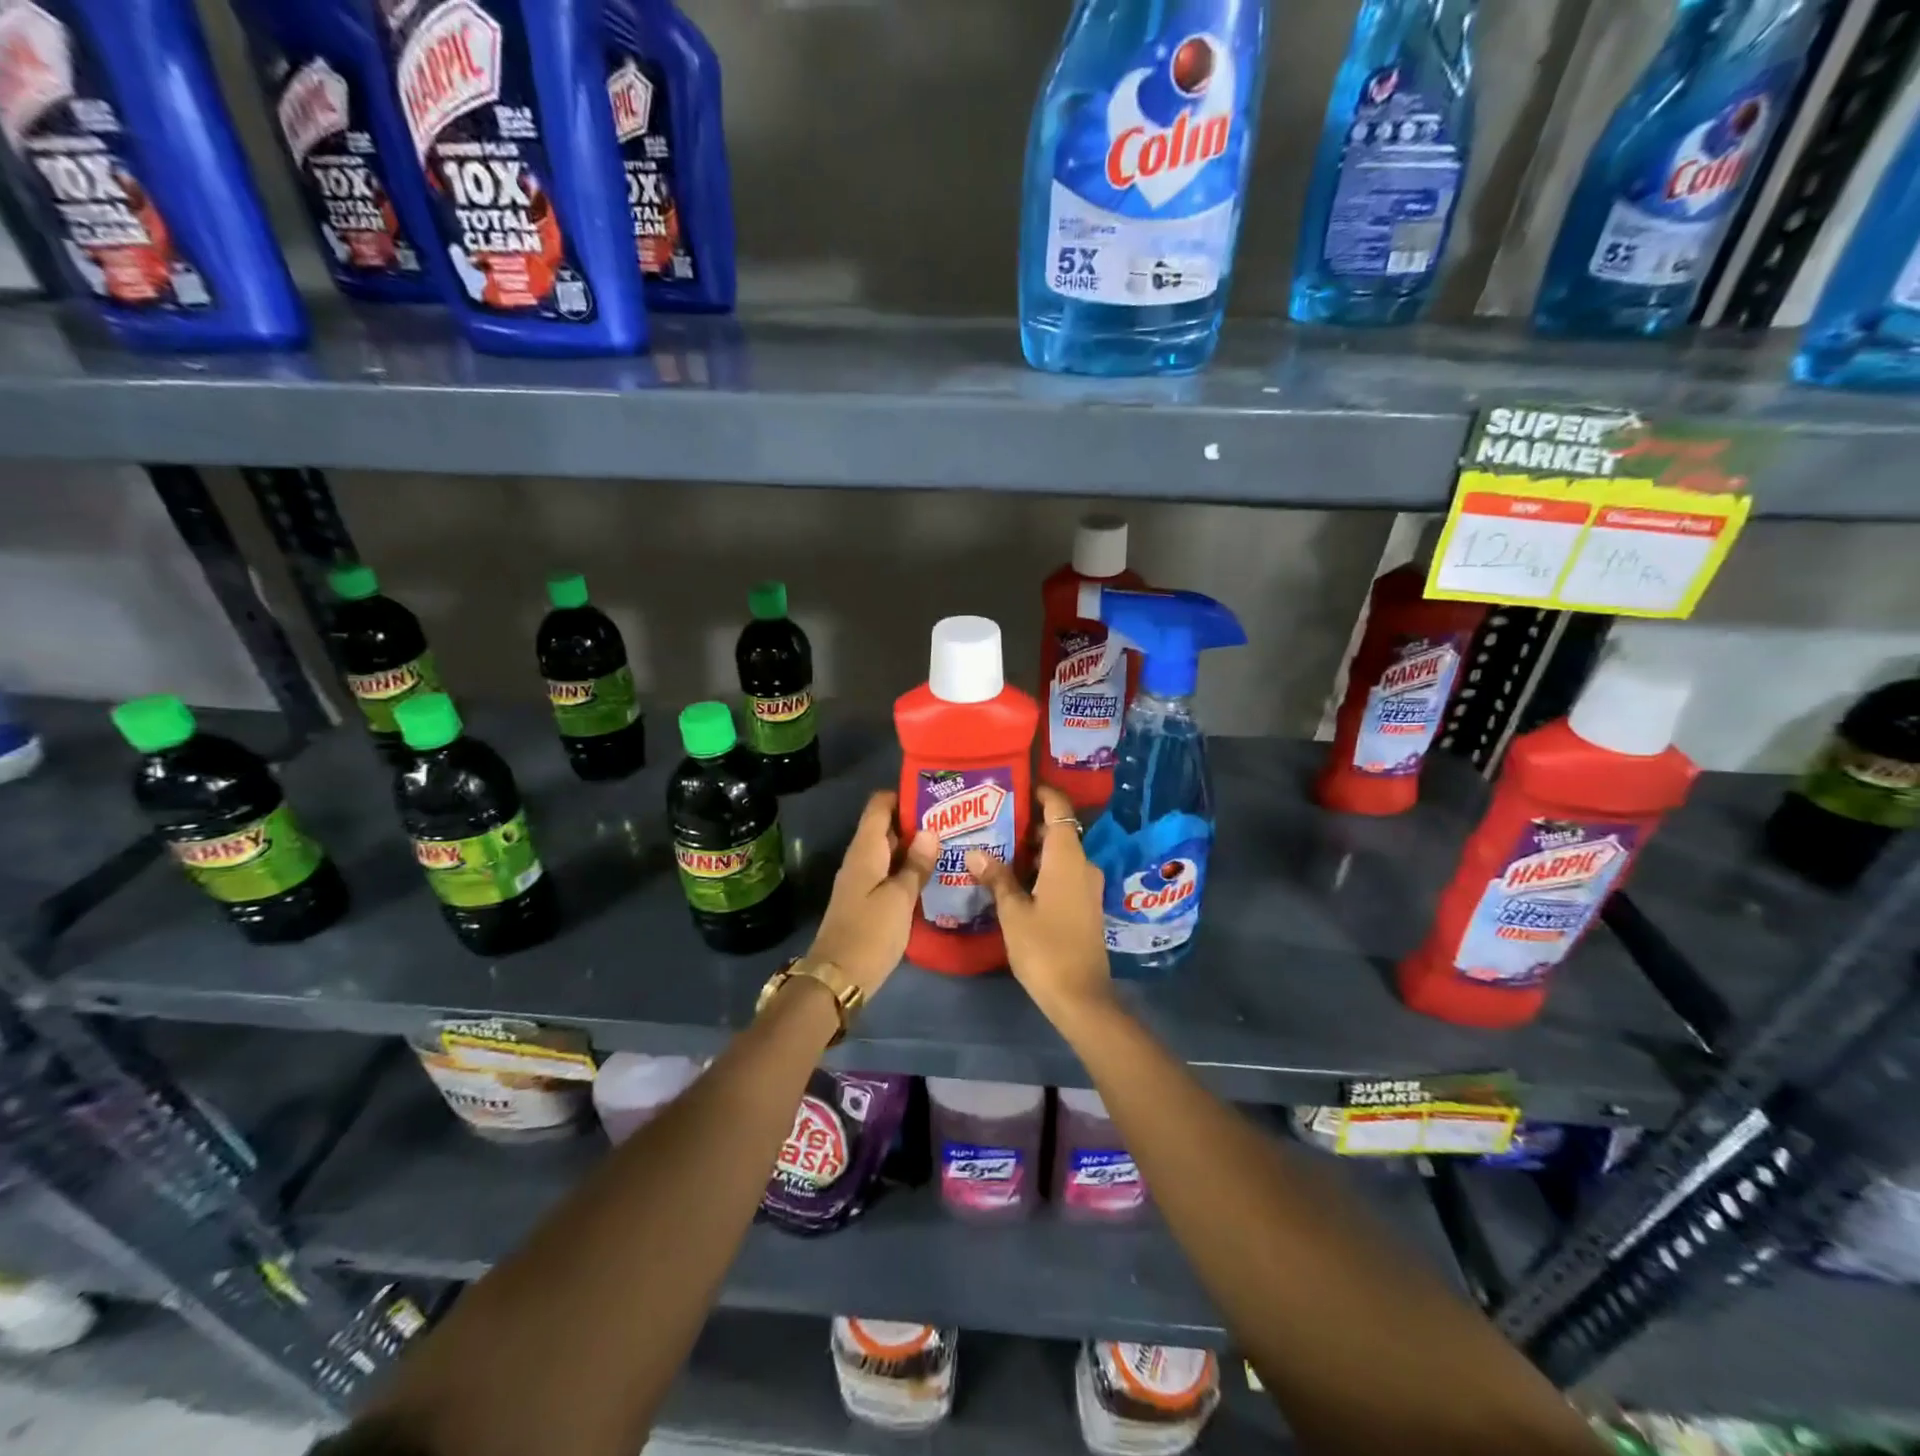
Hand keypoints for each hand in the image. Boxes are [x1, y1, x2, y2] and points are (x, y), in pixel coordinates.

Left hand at [807, 791, 937, 999]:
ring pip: (889, 852)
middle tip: (953, 821)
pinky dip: (908, 869)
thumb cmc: (870, 933)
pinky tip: (932, 875)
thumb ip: (916, 864)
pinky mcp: (866, 900)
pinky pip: (888, 873)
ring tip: (950, 844)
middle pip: (886, 827)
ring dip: (915, 847)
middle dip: (916, 821)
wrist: (837, 979)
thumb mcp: (900, 898)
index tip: (935, 796)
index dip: (904, 795)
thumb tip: (930, 830)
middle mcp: (860, 859)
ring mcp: (861, 880)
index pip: (879, 805)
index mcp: (865, 850)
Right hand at [965, 785, 1112, 1026]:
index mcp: (1067, 858)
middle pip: (1058, 831)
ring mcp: (1087, 887)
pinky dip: (1042, 870)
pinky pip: (1063, 874)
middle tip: (993, 823)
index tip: (1016, 788)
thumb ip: (997, 878)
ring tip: (997, 850)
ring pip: (1059, 855)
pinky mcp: (1085, 906)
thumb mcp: (1013, 912)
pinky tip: (1014, 881)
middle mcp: (1083, 865)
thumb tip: (975, 852)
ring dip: (1033, 851)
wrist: (1080, 996)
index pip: (1059, 809)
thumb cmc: (1044, 947)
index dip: (1041, 793)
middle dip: (1028, 824)